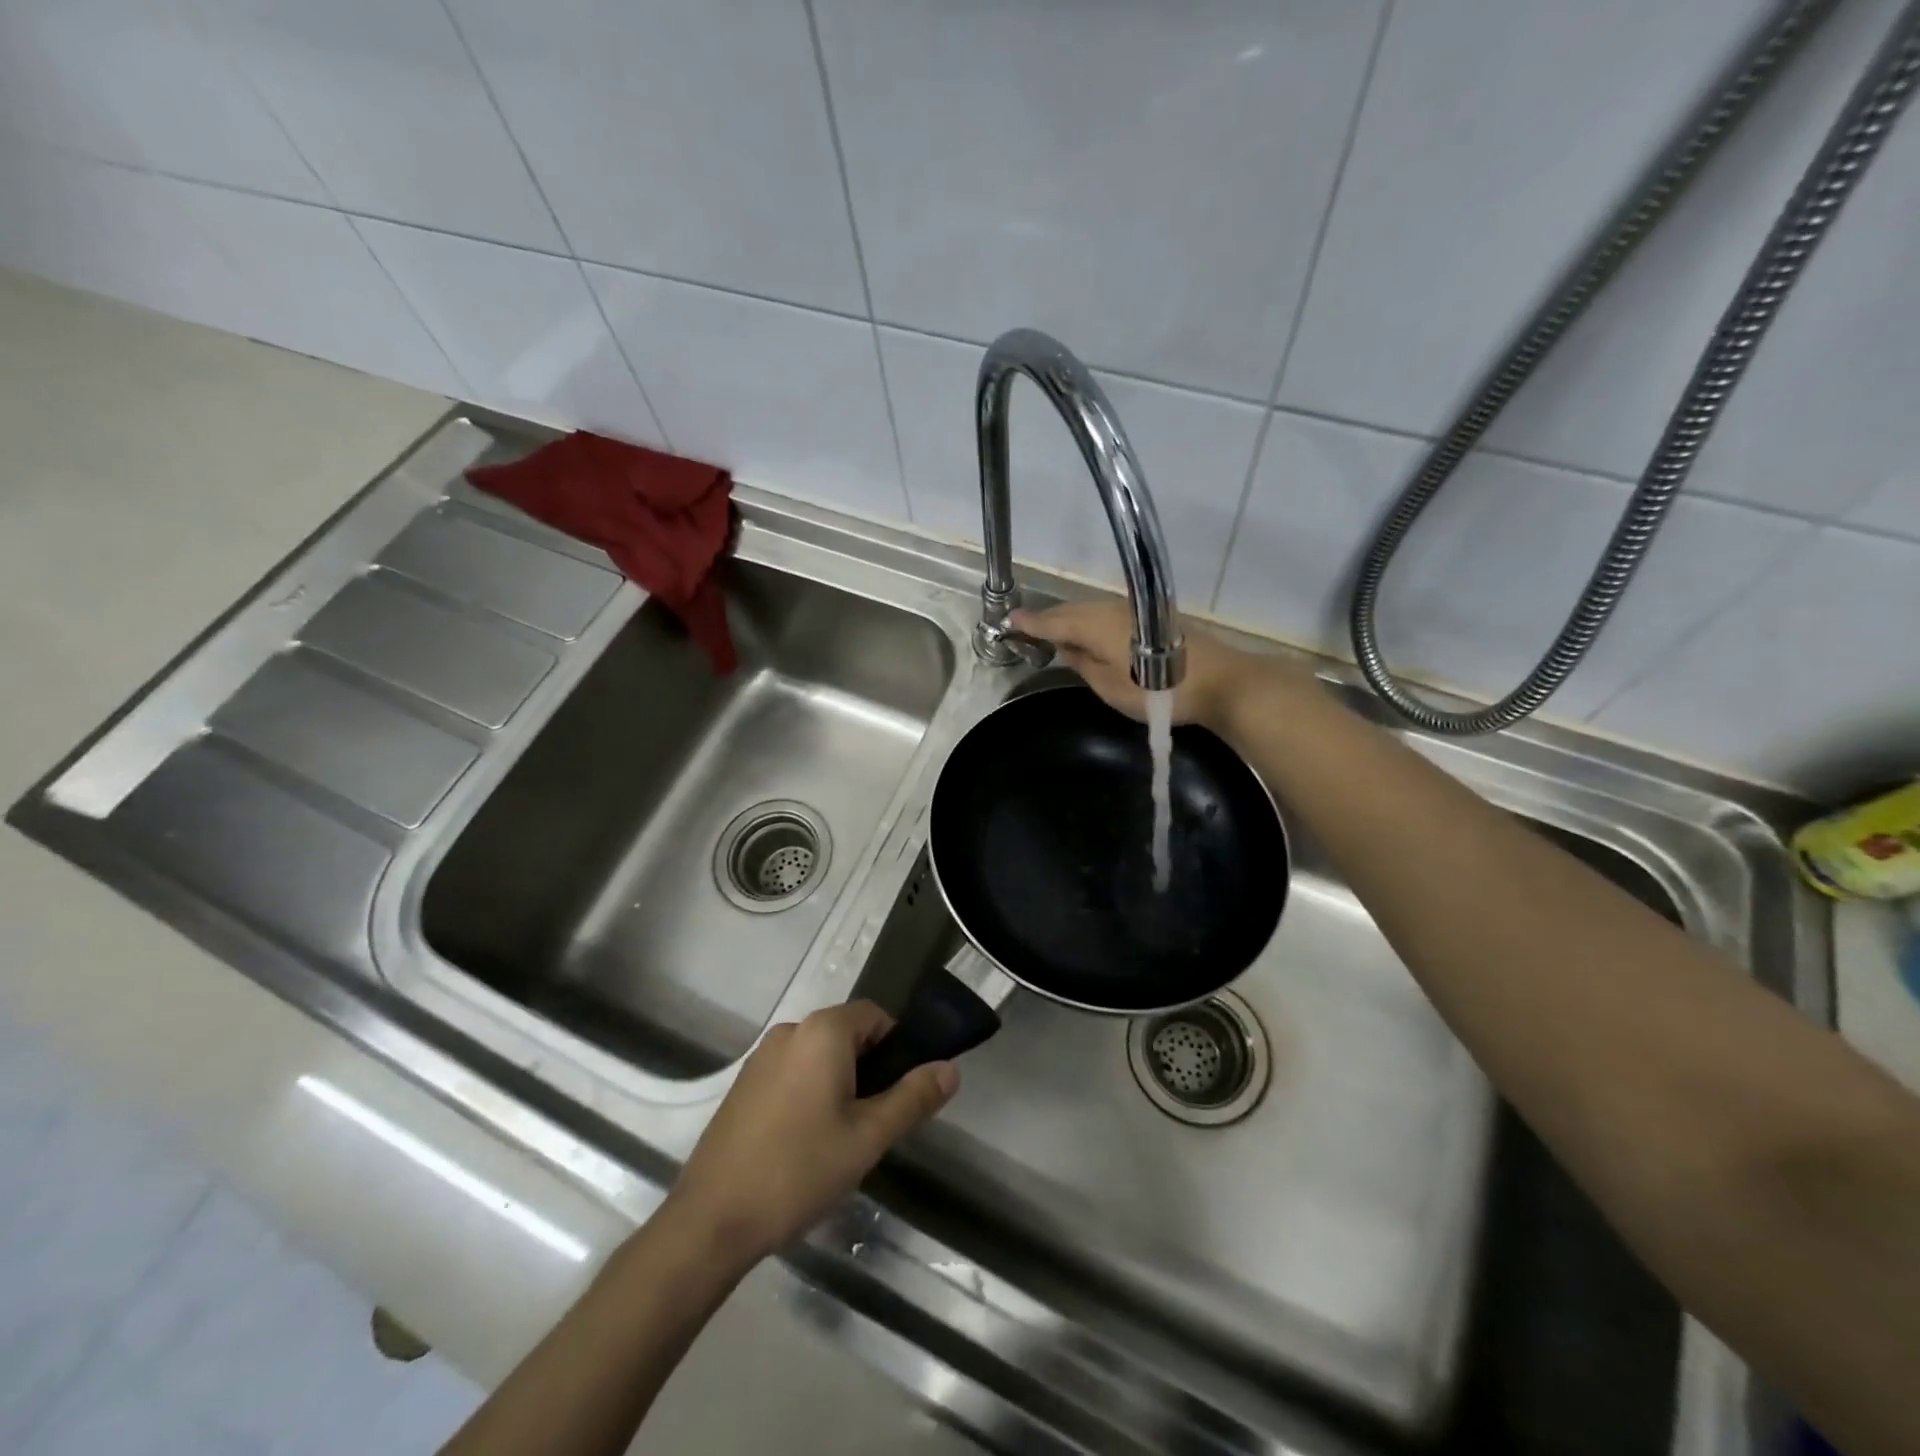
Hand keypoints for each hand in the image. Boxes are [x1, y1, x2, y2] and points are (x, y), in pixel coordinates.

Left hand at [661, 1002, 956, 1268]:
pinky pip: (792, 1073)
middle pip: (847, 1034)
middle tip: (874, 1123)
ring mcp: (761, 1057)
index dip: (898, 1047)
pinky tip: (804, 1144)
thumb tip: (950, 1068)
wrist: (711, 1221)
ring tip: (840, 1140)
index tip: (901, 1092)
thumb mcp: (868, 1138)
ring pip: (819, 1056)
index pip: (876, 1016)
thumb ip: (913, 1098)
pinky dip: (809, 1093)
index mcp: (822, 1032)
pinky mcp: (743, 1085)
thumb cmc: (798, 1171)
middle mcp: (790, 1031)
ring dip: (839, 1084)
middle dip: (869, 1069)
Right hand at [1010, 600, 1283, 730]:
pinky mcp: (1151, 614)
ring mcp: (1133, 608)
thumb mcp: (1110, 687)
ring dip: (1072, 621)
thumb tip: (1064, 647)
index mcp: (1095, 625)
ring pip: (1091, 610)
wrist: (1221, 682)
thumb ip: (1082, 664)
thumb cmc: (1159, 691)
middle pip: (1071, 610)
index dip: (1030, 623)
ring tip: (1057, 636)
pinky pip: (1108, 614)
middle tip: (1029, 631)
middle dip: (1049, 620)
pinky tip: (1090, 636)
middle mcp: (1111, 608)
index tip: (1009, 622)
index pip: (1053, 621)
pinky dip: (1092, 622)